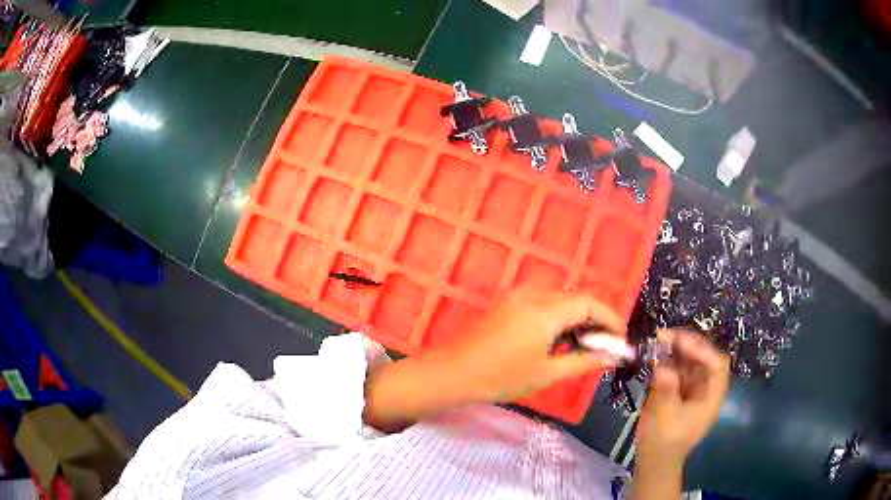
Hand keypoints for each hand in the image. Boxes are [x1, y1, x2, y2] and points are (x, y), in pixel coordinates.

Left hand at [428, 288, 626, 402]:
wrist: (453, 373)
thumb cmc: (501, 377)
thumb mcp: (547, 373)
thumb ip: (584, 361)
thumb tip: (612, 357)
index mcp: (545, 310)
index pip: (589, 304)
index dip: (610, 319)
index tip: (621, 338)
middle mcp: (533, 294)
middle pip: (576, 298)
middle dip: (595, 319)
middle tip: (605, 345)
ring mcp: (517, 295)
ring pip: (560, 299)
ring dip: (577, 317)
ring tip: (585, 345)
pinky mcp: (507, 303)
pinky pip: (543, 302)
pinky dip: (559, 316)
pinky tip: (559, 339)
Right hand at [637, 328, 730, 465]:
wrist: (655, 460)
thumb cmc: (664, 441)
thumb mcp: (665, 417)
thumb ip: (666, 390)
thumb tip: (662, 366)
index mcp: (712, 396)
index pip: (717, 364)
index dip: (702, 350)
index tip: (680, 343)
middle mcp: (706, 387)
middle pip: (703, 357)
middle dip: (686, 344)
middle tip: (664, 336)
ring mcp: (693, 387)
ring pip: (690, 360)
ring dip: (675, 349)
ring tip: (657, 341)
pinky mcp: (681, 389)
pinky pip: (678, 368)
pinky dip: (668, 359)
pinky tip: (655, 355)